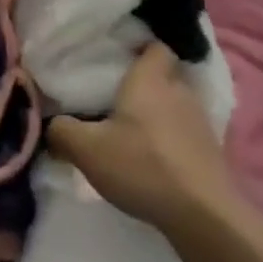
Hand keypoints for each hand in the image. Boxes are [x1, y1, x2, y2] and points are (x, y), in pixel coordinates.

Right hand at [46, 44, 240, 234]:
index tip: (118, 56)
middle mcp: (180, 91)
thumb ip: (61, 131)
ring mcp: (200, 122)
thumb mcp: (87, 149)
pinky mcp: (212, 152)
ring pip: (177, 103)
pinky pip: (187, 132)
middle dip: (146, 81)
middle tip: (118, 93)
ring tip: (135, 127)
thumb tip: (50, 125)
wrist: (204, 216)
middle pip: (165, 73)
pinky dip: (172, 138)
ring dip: (160, 112)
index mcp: (151, 79)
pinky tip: (155, 155)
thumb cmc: (143, 166)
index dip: (139, 46)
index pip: (154, 45)